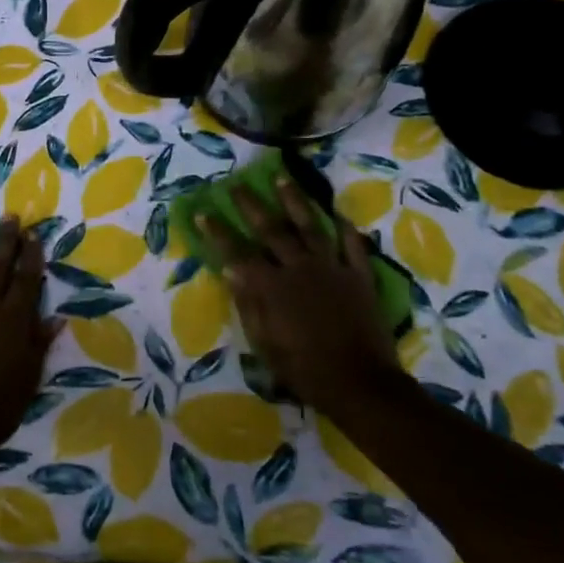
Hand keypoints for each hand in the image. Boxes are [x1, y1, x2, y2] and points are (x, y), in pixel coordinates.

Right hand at [198, 179, 402, 415]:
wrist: (360, 383)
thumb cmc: (304, 369)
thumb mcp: (264, 343)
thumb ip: (248, 304)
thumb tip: (232, 270)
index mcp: (272, 287)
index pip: (238, 252)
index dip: (219, 232)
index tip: (203, 212)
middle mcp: (299, 268)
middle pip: (272, 230)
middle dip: (251, 205)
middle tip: (237, 185)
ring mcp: (332, 269)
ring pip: (311, 227)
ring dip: (295, 201)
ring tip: (282, 179)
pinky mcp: (359, 277)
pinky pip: (353, 246)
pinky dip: (346, 229)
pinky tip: (339, 215)